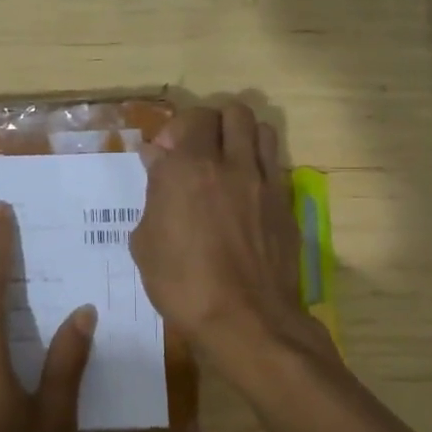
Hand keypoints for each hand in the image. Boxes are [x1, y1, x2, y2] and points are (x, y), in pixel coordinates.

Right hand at [130, 103, 318, 368]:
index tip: (163, 156)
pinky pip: (275, 164)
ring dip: (242, 136)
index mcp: (188, 168)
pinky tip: (245, 191)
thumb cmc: (182, 283)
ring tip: (227, 161)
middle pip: (232, 112)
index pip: (190, 117)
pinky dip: (259, 163)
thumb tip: (157, 162)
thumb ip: (153, 194)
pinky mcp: (285, 203)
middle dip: (211, 123)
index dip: (175, 130)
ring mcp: (264, 182)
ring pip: (261, 129)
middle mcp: (230, 163)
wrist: (245, 319)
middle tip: (197, 151)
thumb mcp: (146, 242)